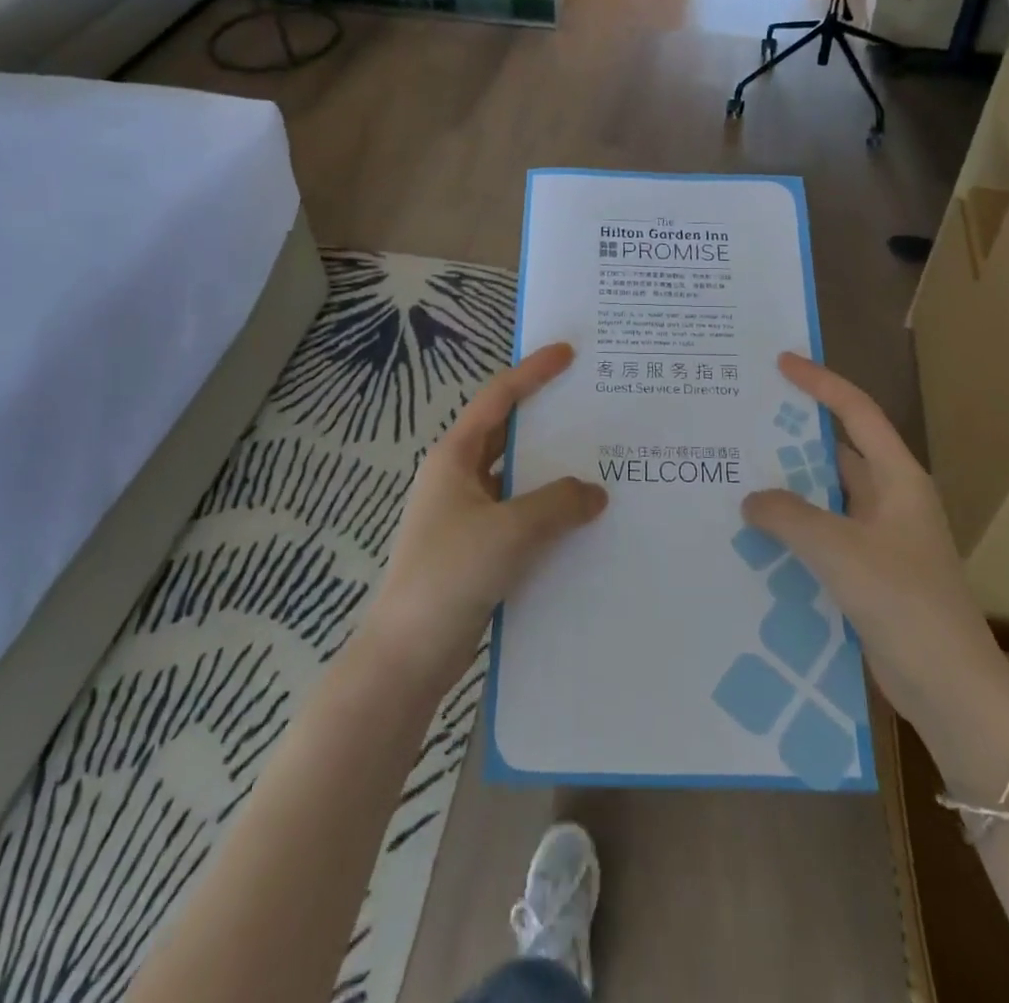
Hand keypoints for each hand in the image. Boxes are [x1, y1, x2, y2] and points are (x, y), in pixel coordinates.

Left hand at [364, 343, 607, 685]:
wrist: (407, 655)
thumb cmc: (451, 575)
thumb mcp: (511, 530)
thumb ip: (559, 503)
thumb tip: (595, 493)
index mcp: (454, 457)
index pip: (497, 399)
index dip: (532, 372)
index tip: (568, 353)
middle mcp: (458, 478)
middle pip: (508, 435)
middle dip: (549, 421)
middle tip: (595, 409)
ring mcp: (465, 516)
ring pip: (517, 480)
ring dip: (552, 473)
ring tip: (601, 464)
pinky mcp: (476, 550)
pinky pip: (519, 517)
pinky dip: (548, 513)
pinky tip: (582, 522)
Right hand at [741, 353, 996, 714]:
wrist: (951, 689)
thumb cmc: (904, 604)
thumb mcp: (840, 551)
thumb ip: (789, 516)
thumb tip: (751, 499)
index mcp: (898, 479)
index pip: (857, 412)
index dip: (820, 383)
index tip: (781, 363)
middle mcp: (890, 500)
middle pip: (838, 451)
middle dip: (794, 435)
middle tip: (744, 420)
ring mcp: (880, 538)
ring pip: (827, 496)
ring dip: (790, 486)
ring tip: (738, 473)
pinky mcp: (869, 573)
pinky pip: (824, 534)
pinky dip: (794, 528)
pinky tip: (757, 535)